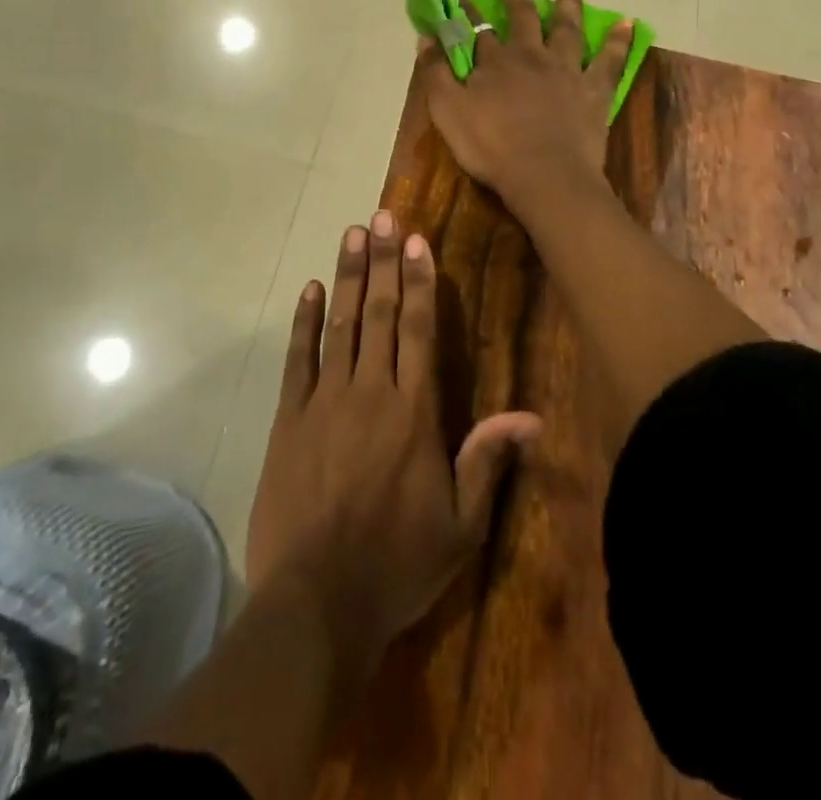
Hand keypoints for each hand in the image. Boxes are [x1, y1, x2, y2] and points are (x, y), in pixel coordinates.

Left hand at [246, 210, 540, 670]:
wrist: (317, 604)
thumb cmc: (398, 564)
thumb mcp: (461, 526)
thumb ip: (489, 462)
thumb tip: (531, 416)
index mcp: (414, 412)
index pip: (420, 329)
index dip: (421, 281)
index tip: (417, 240)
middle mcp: (370, 392)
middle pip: (381, 313)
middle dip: (384, 261)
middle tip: (382, 215)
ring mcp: (325, 402)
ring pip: (341, 324)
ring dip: (349, 276)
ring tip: (352, 234)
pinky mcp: (288, 420)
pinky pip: (298, 359)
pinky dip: (304, 322)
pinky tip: (309, 290)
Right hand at [417, 0, 633, 200]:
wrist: (543, 174)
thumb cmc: (490, 147)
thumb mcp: (448, 112)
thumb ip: (436, 73)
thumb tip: (426, 37)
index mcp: (495, 62)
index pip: (478, 28)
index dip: (467, 8)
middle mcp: (531, 56)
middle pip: (523, 16)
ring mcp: (566, 70)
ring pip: (567, 28)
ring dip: (567, 3)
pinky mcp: (594, 90)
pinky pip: (610, 60)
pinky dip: (619, 40)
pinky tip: (629, 23)